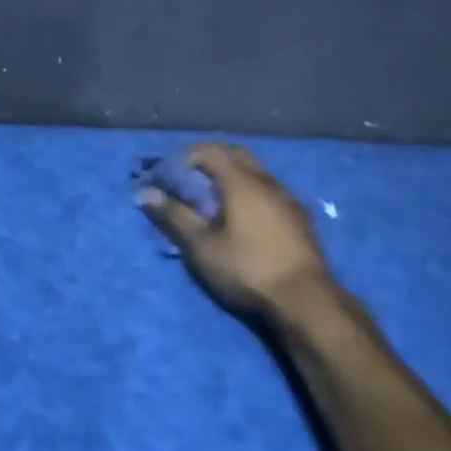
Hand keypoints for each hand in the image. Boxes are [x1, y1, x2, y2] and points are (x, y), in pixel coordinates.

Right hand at [139, 144, 332, 317]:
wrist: (305, 299)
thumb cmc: (247, 268)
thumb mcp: (201, 246)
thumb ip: (175, 216)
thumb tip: (145, 192)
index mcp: (241, 181)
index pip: (209, 151)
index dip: (184, 157)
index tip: (168, 176)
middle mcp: (267, 181)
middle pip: (236, 155)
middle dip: (210, 161)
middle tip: (190, 182)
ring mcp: (288, 198)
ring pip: (256, 173)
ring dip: (232, 177)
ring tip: (215, 202)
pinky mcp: (299, 218)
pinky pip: (269, 191)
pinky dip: (250, 193)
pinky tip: (244, 219)